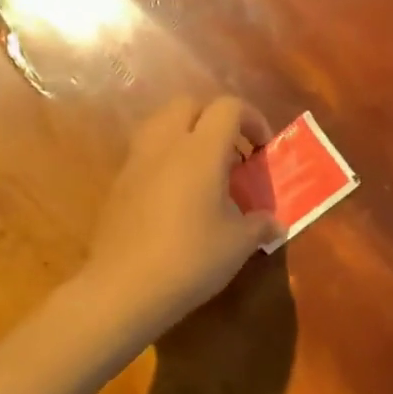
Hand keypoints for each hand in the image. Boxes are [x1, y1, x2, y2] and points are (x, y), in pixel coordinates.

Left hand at [84, 95, 283, 327]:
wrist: (123, 289)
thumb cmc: (191, 259)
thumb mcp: (238, 244)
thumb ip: (260, 225)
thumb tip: (274, 224)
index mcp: (201, 151)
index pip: (228, 108)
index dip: (252, 119)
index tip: (264, 148)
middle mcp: (166, 145)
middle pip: (189, 104)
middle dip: (215, 118)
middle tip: (233, 151)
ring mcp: (136, 163)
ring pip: (161, 123)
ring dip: (186, 133)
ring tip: (204, 167)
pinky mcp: (118, 185)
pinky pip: (145, 153)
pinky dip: (165, 158)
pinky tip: (177, 194)